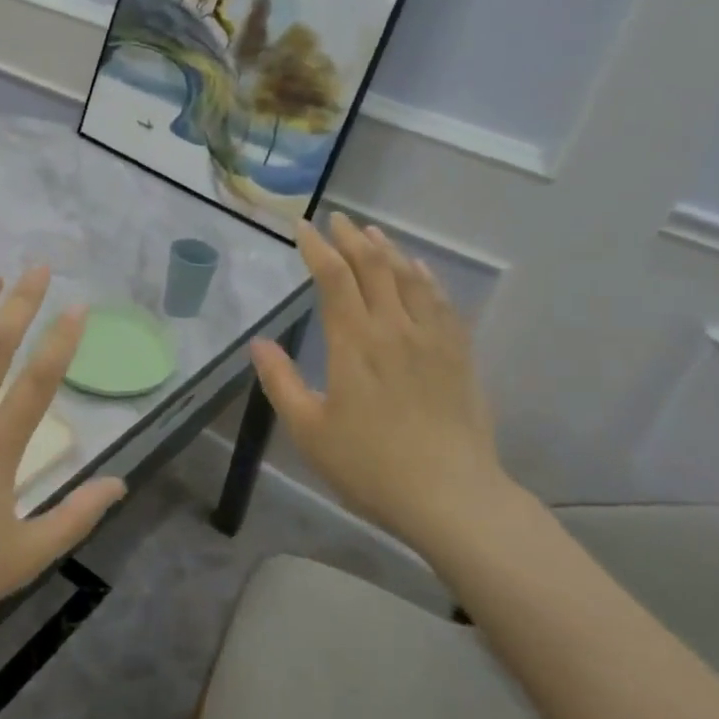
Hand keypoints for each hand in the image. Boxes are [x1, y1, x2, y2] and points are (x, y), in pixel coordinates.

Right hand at [250, 213, 519, 554]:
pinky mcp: (459, 354)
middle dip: (352, 239)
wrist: (451, 496)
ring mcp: (432, 339)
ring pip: (410, 277)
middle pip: (373, 267)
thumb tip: (259, 343)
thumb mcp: (309, 431)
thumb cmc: (370, 466)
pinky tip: (418, 270)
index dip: (316, 248)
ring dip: (388, 250)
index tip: (302, 228)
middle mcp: (394, 329)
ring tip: (372, 234)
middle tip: (336, 221)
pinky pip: (442, 301)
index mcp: (354, 344)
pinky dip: (425, 276)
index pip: (334, 278)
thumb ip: (281, 382)